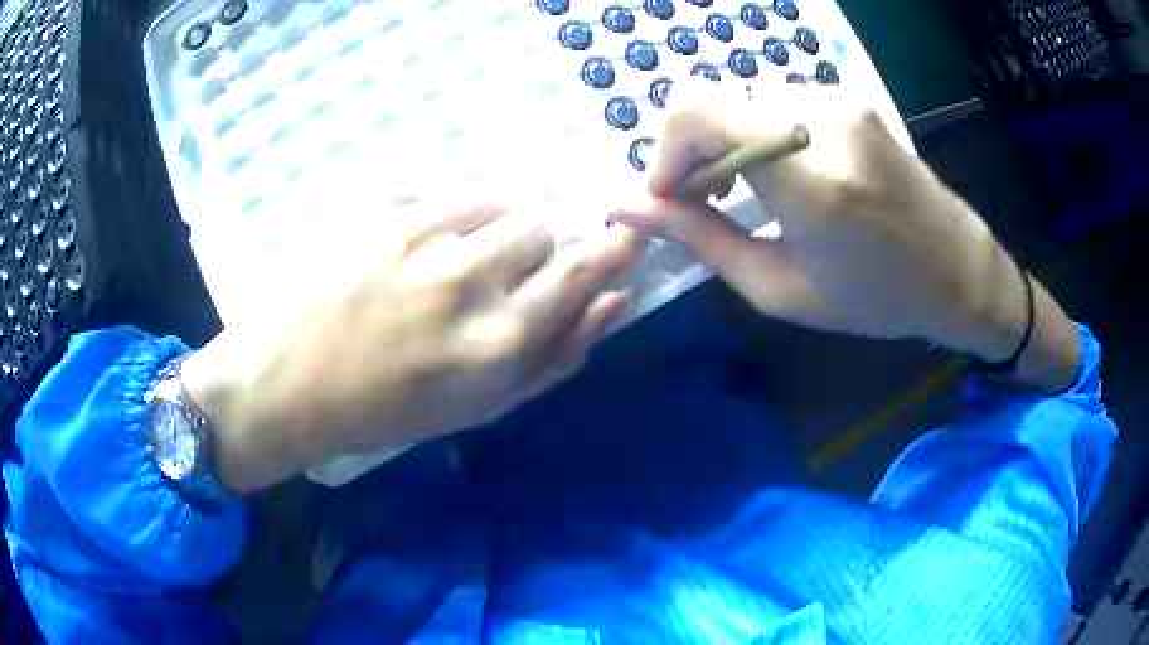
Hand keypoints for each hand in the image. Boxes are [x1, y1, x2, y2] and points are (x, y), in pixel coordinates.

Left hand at [183, 198, 640, 491]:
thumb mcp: (477, 407)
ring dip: (484, 231)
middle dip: (526, 254)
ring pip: (493, 203)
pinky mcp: (377, 205)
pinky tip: (405, 250)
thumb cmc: (382, 410)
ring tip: (441, 265)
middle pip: (538, 228)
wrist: (284, 382)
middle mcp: (465, 277)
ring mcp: (417, 232)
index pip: (579, 271)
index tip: (626, 233)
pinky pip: (441, 192)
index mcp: (494, 339)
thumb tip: (614, 301)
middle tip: (485, 284)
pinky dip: (440, 217)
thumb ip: (555, 356)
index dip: (609, 250)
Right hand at [613, 81, 1080, 389]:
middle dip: (690, 151)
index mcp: (811, 180)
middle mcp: (823, 119)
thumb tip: (626, 207)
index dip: (663, 149)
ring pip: (740, 100)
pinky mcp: (848, 96)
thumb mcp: (783, 290)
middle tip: (704, 202)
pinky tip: (778, 173)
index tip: (669, 197)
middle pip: (711, 101)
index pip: (696, 111)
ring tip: (745, 193)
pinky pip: (774, 101)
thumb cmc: (878, 298)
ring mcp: (840, 99)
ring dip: (724, 143)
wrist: (960, 269)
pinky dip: (756, 132)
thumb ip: (701, 240)